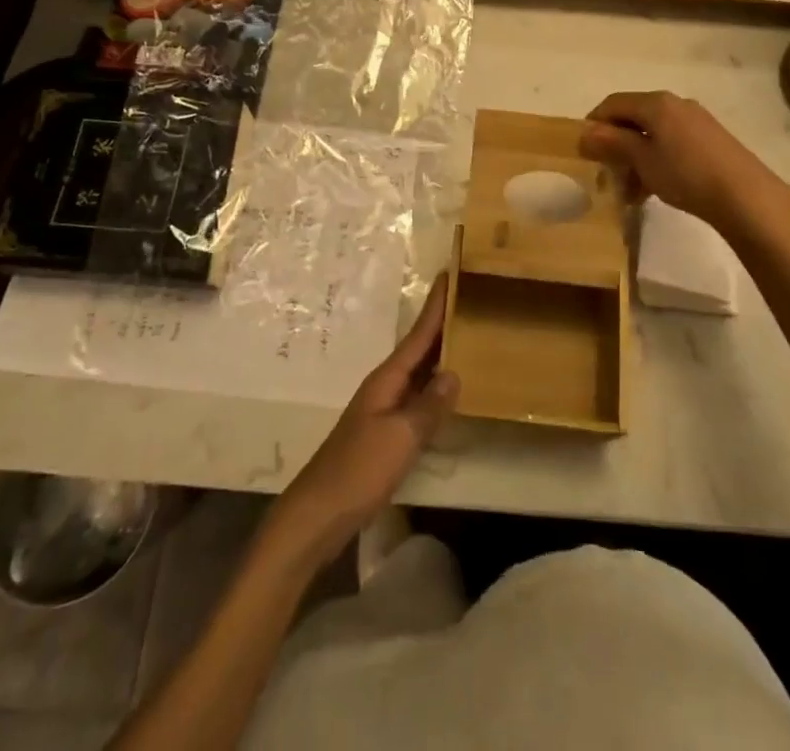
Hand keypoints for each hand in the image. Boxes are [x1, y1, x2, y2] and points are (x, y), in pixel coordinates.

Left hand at [266, 277, 456, 567]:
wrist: (319, 514)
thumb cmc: (359, 469)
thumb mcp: (400, 437)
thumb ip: (429, 406)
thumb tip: (453, 372)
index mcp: (387, 379)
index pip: (418, 334)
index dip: (436, 306)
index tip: (450, 274)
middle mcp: (385, 386)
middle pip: (419, 348)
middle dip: (442, 324)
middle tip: (470, 300)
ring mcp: (383, 410)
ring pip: (418, 373)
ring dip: (440, 355)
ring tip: (467, 337)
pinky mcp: (384, 433)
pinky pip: (416, 398)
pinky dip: (434, 388)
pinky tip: (448, 393)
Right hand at [579, 91, 789, 234]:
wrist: (745, 196)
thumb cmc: (685, 173)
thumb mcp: (641, 160)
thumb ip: (612, 143)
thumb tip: (584, 132)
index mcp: (656, 102)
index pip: (613, 103)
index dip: (594, 124)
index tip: (584, 151)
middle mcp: (675, 104)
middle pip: (633, 118)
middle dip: (616, 146)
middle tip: (608, 175)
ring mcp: (695, 121)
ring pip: (653, 134)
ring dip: (636, 159)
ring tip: (632, 192)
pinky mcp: (710, 140)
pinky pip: (671, 144)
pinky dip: (656, 161)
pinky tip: (655, 189)